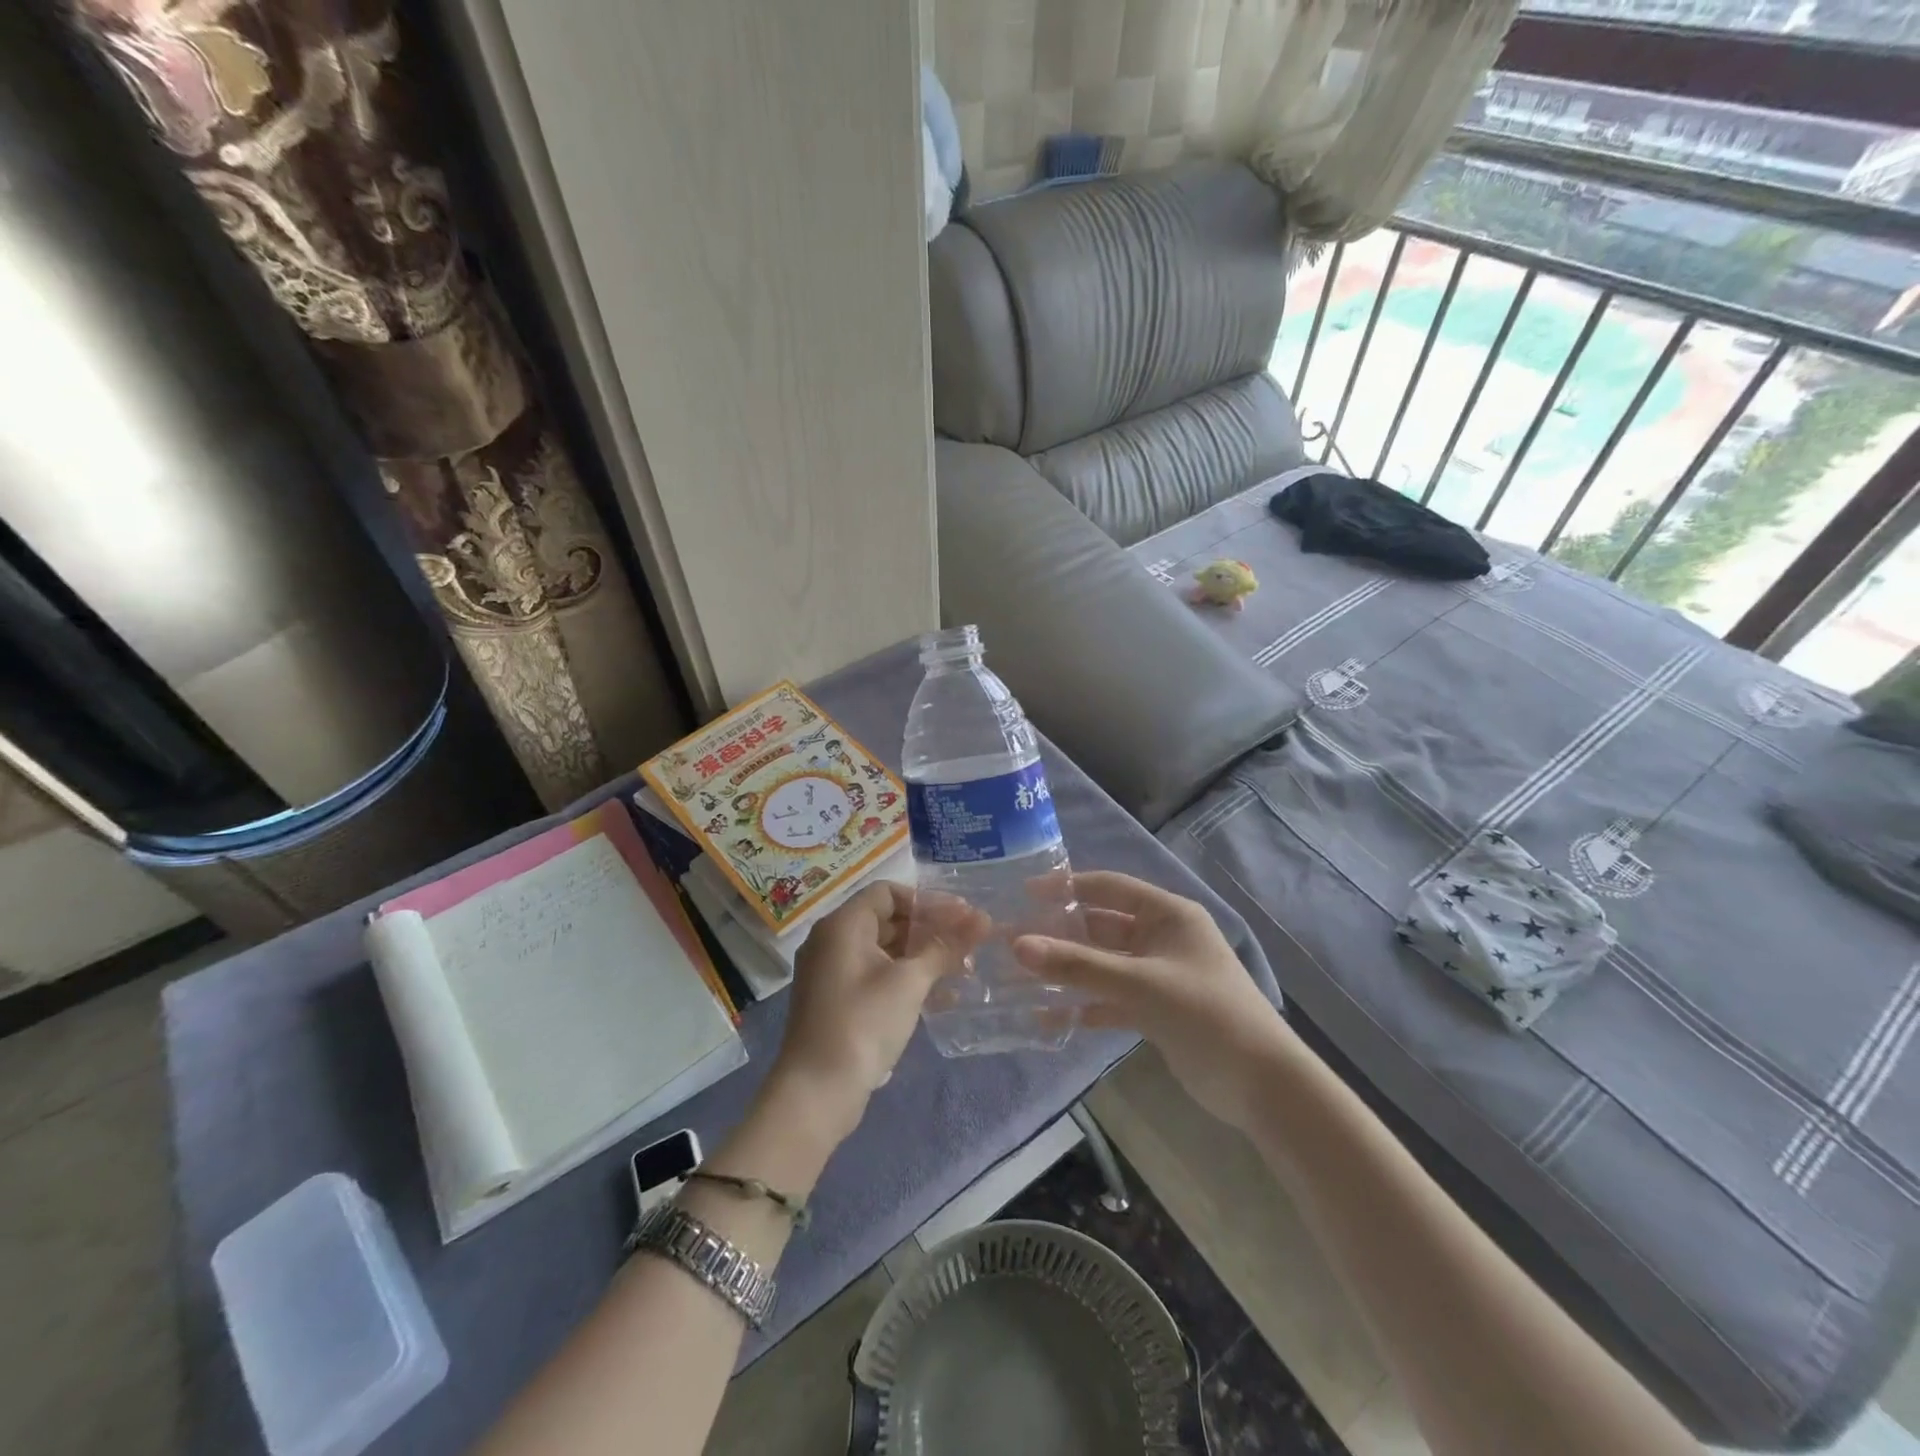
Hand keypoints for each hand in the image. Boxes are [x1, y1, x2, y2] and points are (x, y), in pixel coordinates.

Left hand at [771, 882, 986, 1138]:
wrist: (817, 1091)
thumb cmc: (863, 1023)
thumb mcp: (910, 981)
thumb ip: (945, 947)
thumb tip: (982, 920)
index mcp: (843, 924)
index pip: (888, 892)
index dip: (927, 900)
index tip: (961, 916)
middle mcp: (833, 940)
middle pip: (888, 919)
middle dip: (931, 929)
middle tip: (970, 941)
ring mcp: (833, 972)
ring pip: (886, 950)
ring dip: (924, 956)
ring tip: (964, 969)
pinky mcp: (838, 1000)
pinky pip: (877, 975)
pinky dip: (907, 979)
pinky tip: (943, 997)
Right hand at [1012, 872, 1300, 1128]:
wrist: (1262, 1084)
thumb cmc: (1204, 1014)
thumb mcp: (1139, 983)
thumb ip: (1078, 965)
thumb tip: (1017, 944)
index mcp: (1168, 914)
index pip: (1109, 887)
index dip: (1067, 887)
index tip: (1024, 894)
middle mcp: (1162, 937)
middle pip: (1102, 927)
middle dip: (1061, 934)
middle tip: (1014, 941)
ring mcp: (1159, 975)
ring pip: (1104, 964)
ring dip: (1070, 971)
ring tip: (1022, 977)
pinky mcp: (1157, 1009)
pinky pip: (1113, 998)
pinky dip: (1087, 1004)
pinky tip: (1052, 1016)